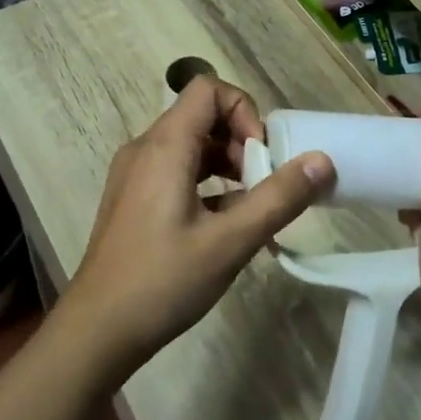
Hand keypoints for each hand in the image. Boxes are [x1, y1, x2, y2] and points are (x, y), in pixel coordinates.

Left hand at [59, 76, 333, 374]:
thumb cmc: (162, 281)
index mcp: (164, 146)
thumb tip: (322, 161)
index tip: (263, 156)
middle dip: (242, 142)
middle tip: (264, 187)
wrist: (98, 330)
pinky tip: (226, 228)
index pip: (208, 89)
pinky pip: (177, 173)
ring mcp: (135, 174)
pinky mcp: (134, 199)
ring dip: (228, 166)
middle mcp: (145, 149)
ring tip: (252, 210)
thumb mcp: (230, 241)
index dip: (244, 111)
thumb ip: (278, 198)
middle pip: (202, 116)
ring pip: (191, 147)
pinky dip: (208, 186)